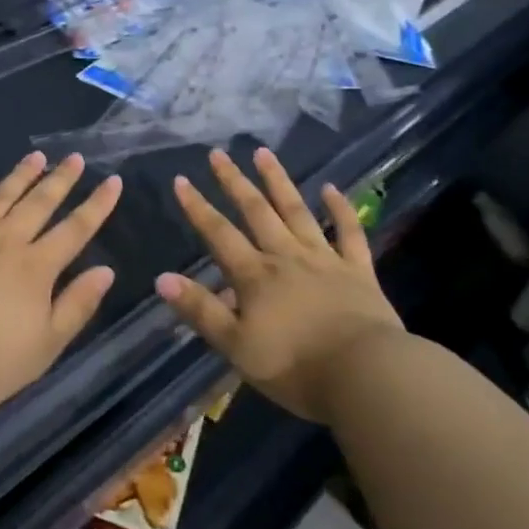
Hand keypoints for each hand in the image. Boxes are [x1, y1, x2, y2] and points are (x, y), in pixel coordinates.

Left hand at [0, 151, 122, 412]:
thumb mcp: (47, 344)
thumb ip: (77, 305)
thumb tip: (106, 270)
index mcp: (37, 267)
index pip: (75, 230)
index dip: (97, 205)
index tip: (113, 180)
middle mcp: (7, 240)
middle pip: (40, 204)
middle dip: (61, 179)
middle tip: (75, 158)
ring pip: (1, 195)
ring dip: (21, 174)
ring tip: (36, 156)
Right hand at [155, 148, 402, 422]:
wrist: (366, 376)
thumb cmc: (295, 367)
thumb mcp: (237, 346)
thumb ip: (201, 310)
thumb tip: (162, 279)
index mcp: (255, 276)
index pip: (219, 234)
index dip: (198, 207)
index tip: (181, 179)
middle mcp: (286, 257)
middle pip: (256, 212)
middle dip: (234, 182)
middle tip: (219, 154)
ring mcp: (324, 260)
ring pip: (296, 211)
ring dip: (278, 181)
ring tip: (264, 153)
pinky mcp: (358, 271)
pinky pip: (349, 233)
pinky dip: (341, 210)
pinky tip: (332, 189)